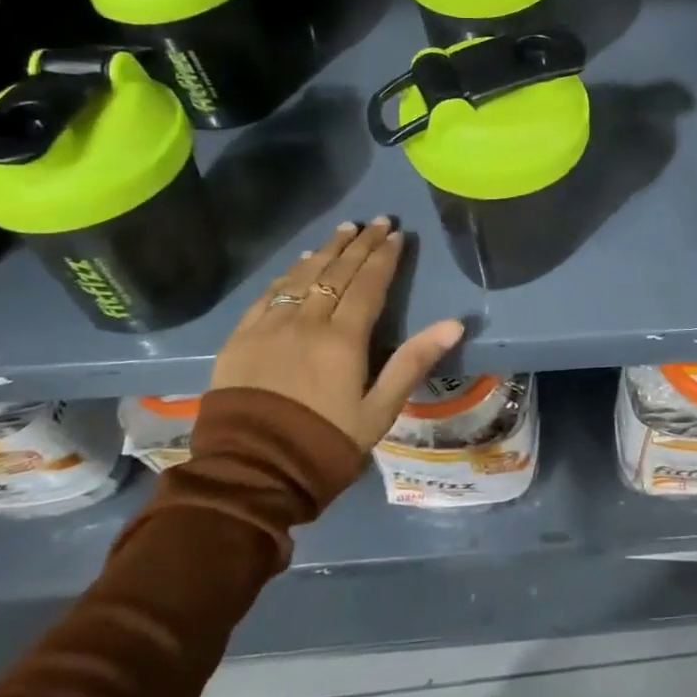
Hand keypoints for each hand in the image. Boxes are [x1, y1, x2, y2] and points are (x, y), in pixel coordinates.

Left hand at [210, 218, 463, 450]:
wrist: (250, 476)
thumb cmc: (323, 446)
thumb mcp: (379, 412)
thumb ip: (413, 362)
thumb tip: (454, 324)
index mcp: (343, 339)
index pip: (368, 285)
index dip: (384, 257)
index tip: (397, 235)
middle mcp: (307, 322)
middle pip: (337, 272)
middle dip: (361, 244)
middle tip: (378, 221)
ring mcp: (270, 327)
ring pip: (303, 275)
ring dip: (327, 249)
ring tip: (345, 229)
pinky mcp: (241, 338)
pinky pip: (269, 294)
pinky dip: (289, 272)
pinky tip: (300, 261)